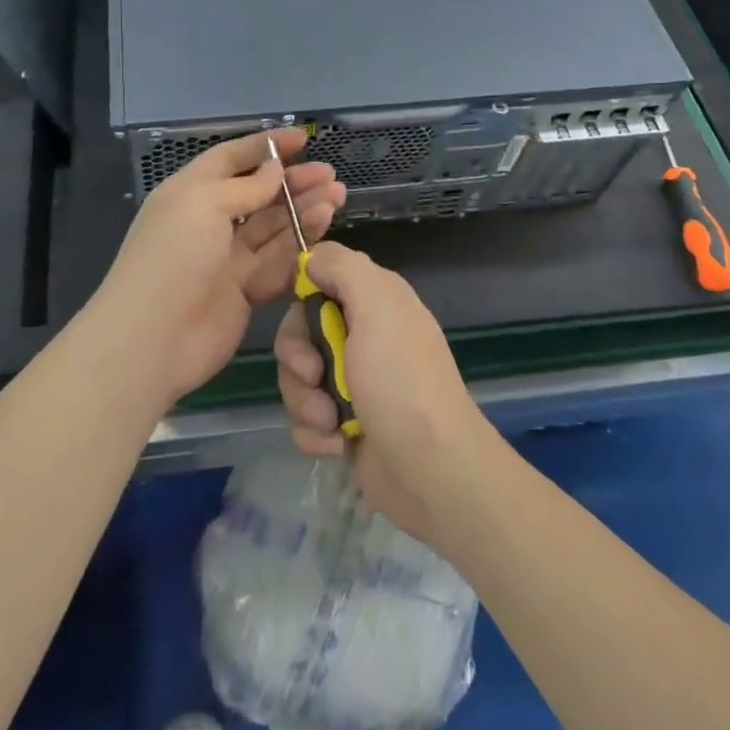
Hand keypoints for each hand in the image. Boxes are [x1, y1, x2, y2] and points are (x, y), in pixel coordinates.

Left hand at [90, 129, 343, 411]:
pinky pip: (277, 260)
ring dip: (303, 209)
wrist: (153, 338)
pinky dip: (300, 243)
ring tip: (336, 195)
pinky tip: (324, 225)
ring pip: (273, 226)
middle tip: (329, 174)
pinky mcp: (244, 290)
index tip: (302, 139)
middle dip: (292, 181)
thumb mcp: (205, 204)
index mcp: (190, 192)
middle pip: (258, 193)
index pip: (230, 158)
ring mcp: (227, 258)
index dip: (265, 146)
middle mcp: (209, 221)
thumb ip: (246, 187)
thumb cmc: (174, 256)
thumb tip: (274, 170)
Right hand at [274, 242, 495, 542]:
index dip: (303, 300)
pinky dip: (315, 432)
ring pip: (298, 377)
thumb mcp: (378, 306)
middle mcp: (364, 335)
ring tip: (332, 420)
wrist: (432, 473)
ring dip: (305, 400)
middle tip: (315, 376)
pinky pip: (304, 417)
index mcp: (375, 301)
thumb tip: (311, 257)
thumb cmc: (402, 382)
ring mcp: (354, 382)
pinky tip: (338, 443)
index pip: (319, 279)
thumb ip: (343, 267)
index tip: (306, 319)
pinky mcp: (344, 424)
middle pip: (300, 331)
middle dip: (298, 358)